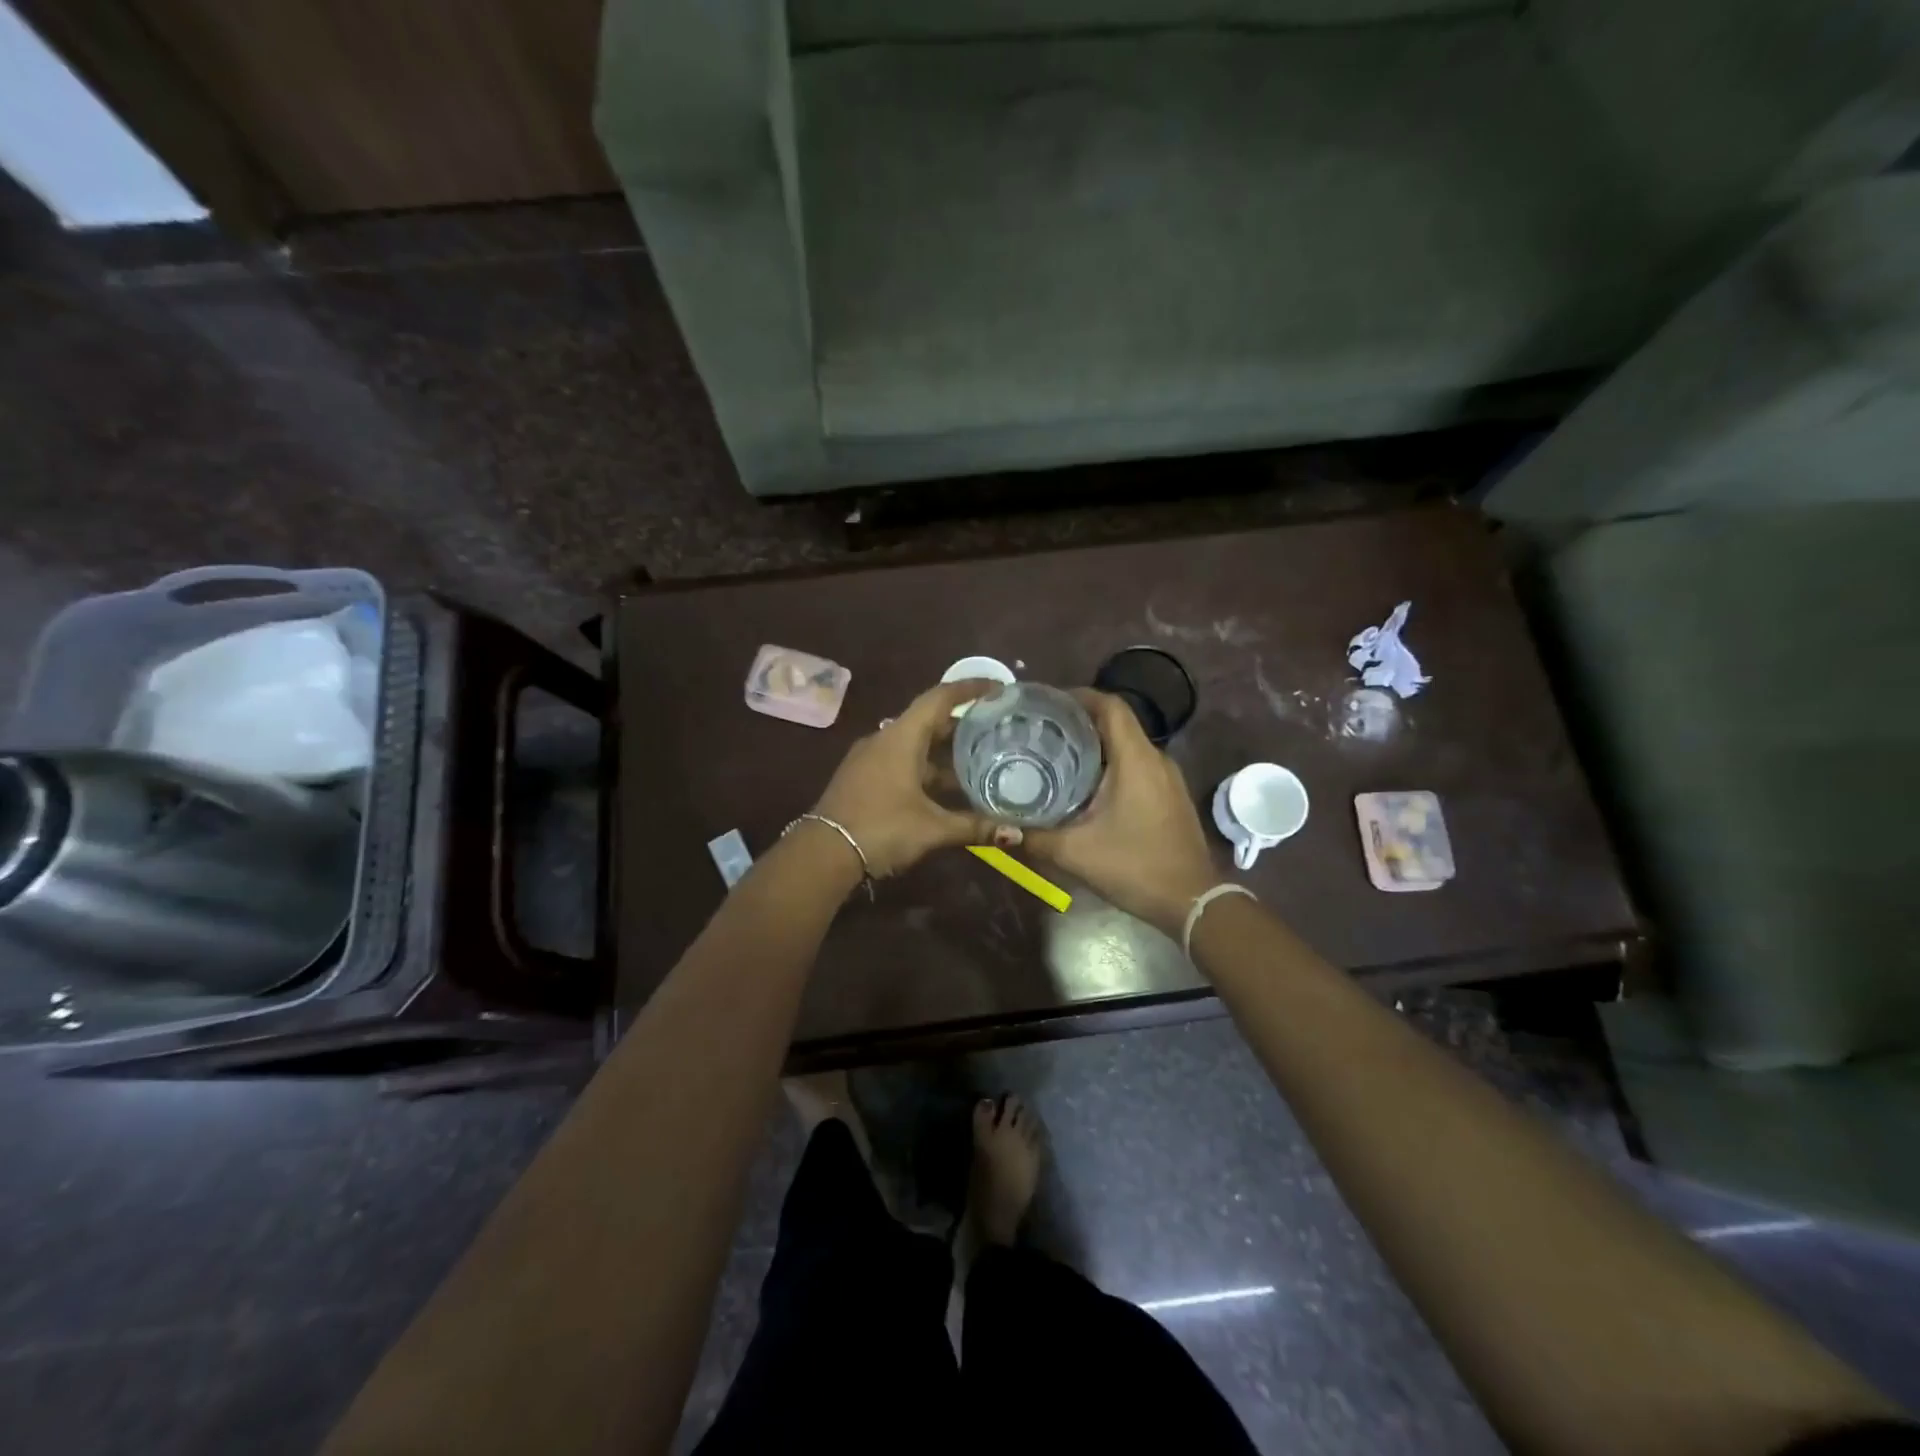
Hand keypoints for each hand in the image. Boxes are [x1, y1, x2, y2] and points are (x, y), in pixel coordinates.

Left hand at [811, 680, 1021, 880]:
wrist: (822, 854)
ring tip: (979, 760)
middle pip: (928, 721)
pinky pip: (902, 760)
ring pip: (914, 744)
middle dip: (962, 724)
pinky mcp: (863, 778)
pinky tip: (946, 788)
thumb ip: (974, 826)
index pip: (939, 698)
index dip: (969, 689)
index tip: (997, 688)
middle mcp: (884, 739)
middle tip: (996, 728)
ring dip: (944, 751)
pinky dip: (927, 767)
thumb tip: (1017, 833)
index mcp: (901, 738)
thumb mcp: (932, 828)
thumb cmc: (881, 828)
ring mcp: (870, 759)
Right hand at [1024, 691, 1219, 935]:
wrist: (1193, 902)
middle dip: (1079, 721)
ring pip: (1128, 745)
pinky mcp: (1170, 796)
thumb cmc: (1135, 867)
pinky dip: (1111, 764)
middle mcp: (1155, 759)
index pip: (1110, 706)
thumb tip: (997, 829)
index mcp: (1136, 759)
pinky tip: (1085, 785)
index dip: (1078, 696)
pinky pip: (1137, 765)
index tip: (1046, 703)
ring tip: (1056, 753)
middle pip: (1117, 722)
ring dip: (1095, 744)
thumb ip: (1034, 837)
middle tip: (1040, 730)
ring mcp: (1168, 778)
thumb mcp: (1076, 853)